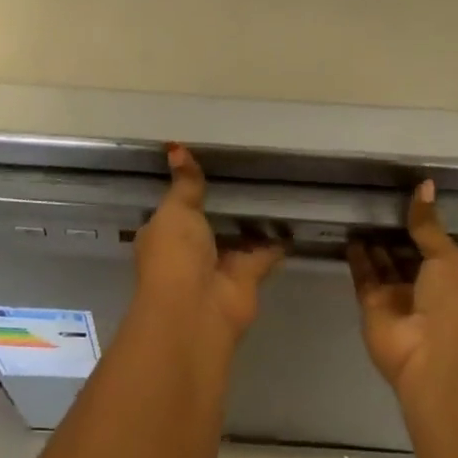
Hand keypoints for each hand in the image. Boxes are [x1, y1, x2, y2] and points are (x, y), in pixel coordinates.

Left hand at [133, 145, 283, 339]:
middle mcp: (190, 250)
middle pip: (210, 220)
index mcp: (164, 233)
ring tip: (275, 183)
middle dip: (226, 201)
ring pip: (238, 236)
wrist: (196, 310)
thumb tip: (175, 146)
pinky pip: (265, 251)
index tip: (210, 162)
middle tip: (250, 167)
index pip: (176, 206)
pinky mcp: (248, 275)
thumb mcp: (175, 210)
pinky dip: (278, 239)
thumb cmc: (174, 256)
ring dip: (253, 219)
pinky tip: (293, 216)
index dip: (189, 187)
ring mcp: (219, 264)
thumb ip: (184, 183)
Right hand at [348, 180, 457, 397]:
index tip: (406, 191)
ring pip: (383, 262)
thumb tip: (425, 184)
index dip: (423, 220)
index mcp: (453, 273)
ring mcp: (398, 296)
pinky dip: (356, 256)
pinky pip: (363, 275)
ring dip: (373, 241)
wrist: (435, 360)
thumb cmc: (454, 305)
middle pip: (407, 251)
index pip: (435, 241)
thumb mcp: (448, 257)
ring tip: (358, 209)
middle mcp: (426, 284)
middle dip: (395, 230)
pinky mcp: (372, 305)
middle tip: (375, 196)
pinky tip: (349, 233)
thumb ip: (428, 224)